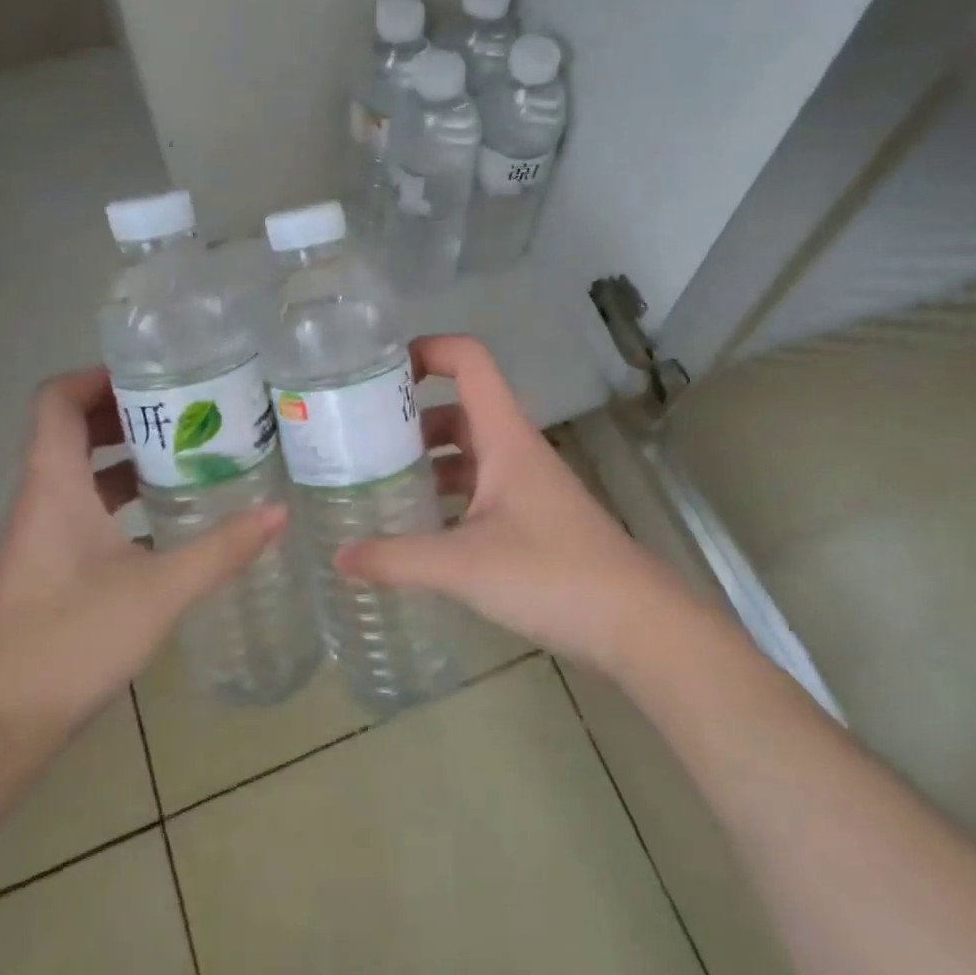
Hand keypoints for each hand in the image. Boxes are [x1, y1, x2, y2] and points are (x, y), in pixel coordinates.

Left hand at [0, 366, 285, 778]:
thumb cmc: (70, 641)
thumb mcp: (159, 591)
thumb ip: (222, 550)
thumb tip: (280, 512)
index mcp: (53, 485)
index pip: (55, 400)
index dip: (97, 377)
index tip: (153, 375)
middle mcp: (39, 499)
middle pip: (71, 429)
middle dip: (126, 413)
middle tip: (187, 409)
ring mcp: (40, 534)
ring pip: (79, 472)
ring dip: (126, 456)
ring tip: (188, 453)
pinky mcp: (47, 566)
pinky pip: (83, 509)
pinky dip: (121, 499)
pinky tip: (168, 518)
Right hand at [336, 335, 688, 673]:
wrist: (637, 624)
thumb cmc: (552, 575)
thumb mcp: (464, 566)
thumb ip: (397, 559)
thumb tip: (338, 558)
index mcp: (504, 436)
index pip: (469, 361)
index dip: (427, 350)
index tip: (378, 372)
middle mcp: (515, 450)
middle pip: (459, 409)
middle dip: (410, 417)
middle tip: (360, 438)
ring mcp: (525, 485)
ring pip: (468, 453)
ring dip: (427, 460)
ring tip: (377, 483)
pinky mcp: (531, 520)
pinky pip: (478, 490)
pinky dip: (446, 497)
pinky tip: (417, 529)